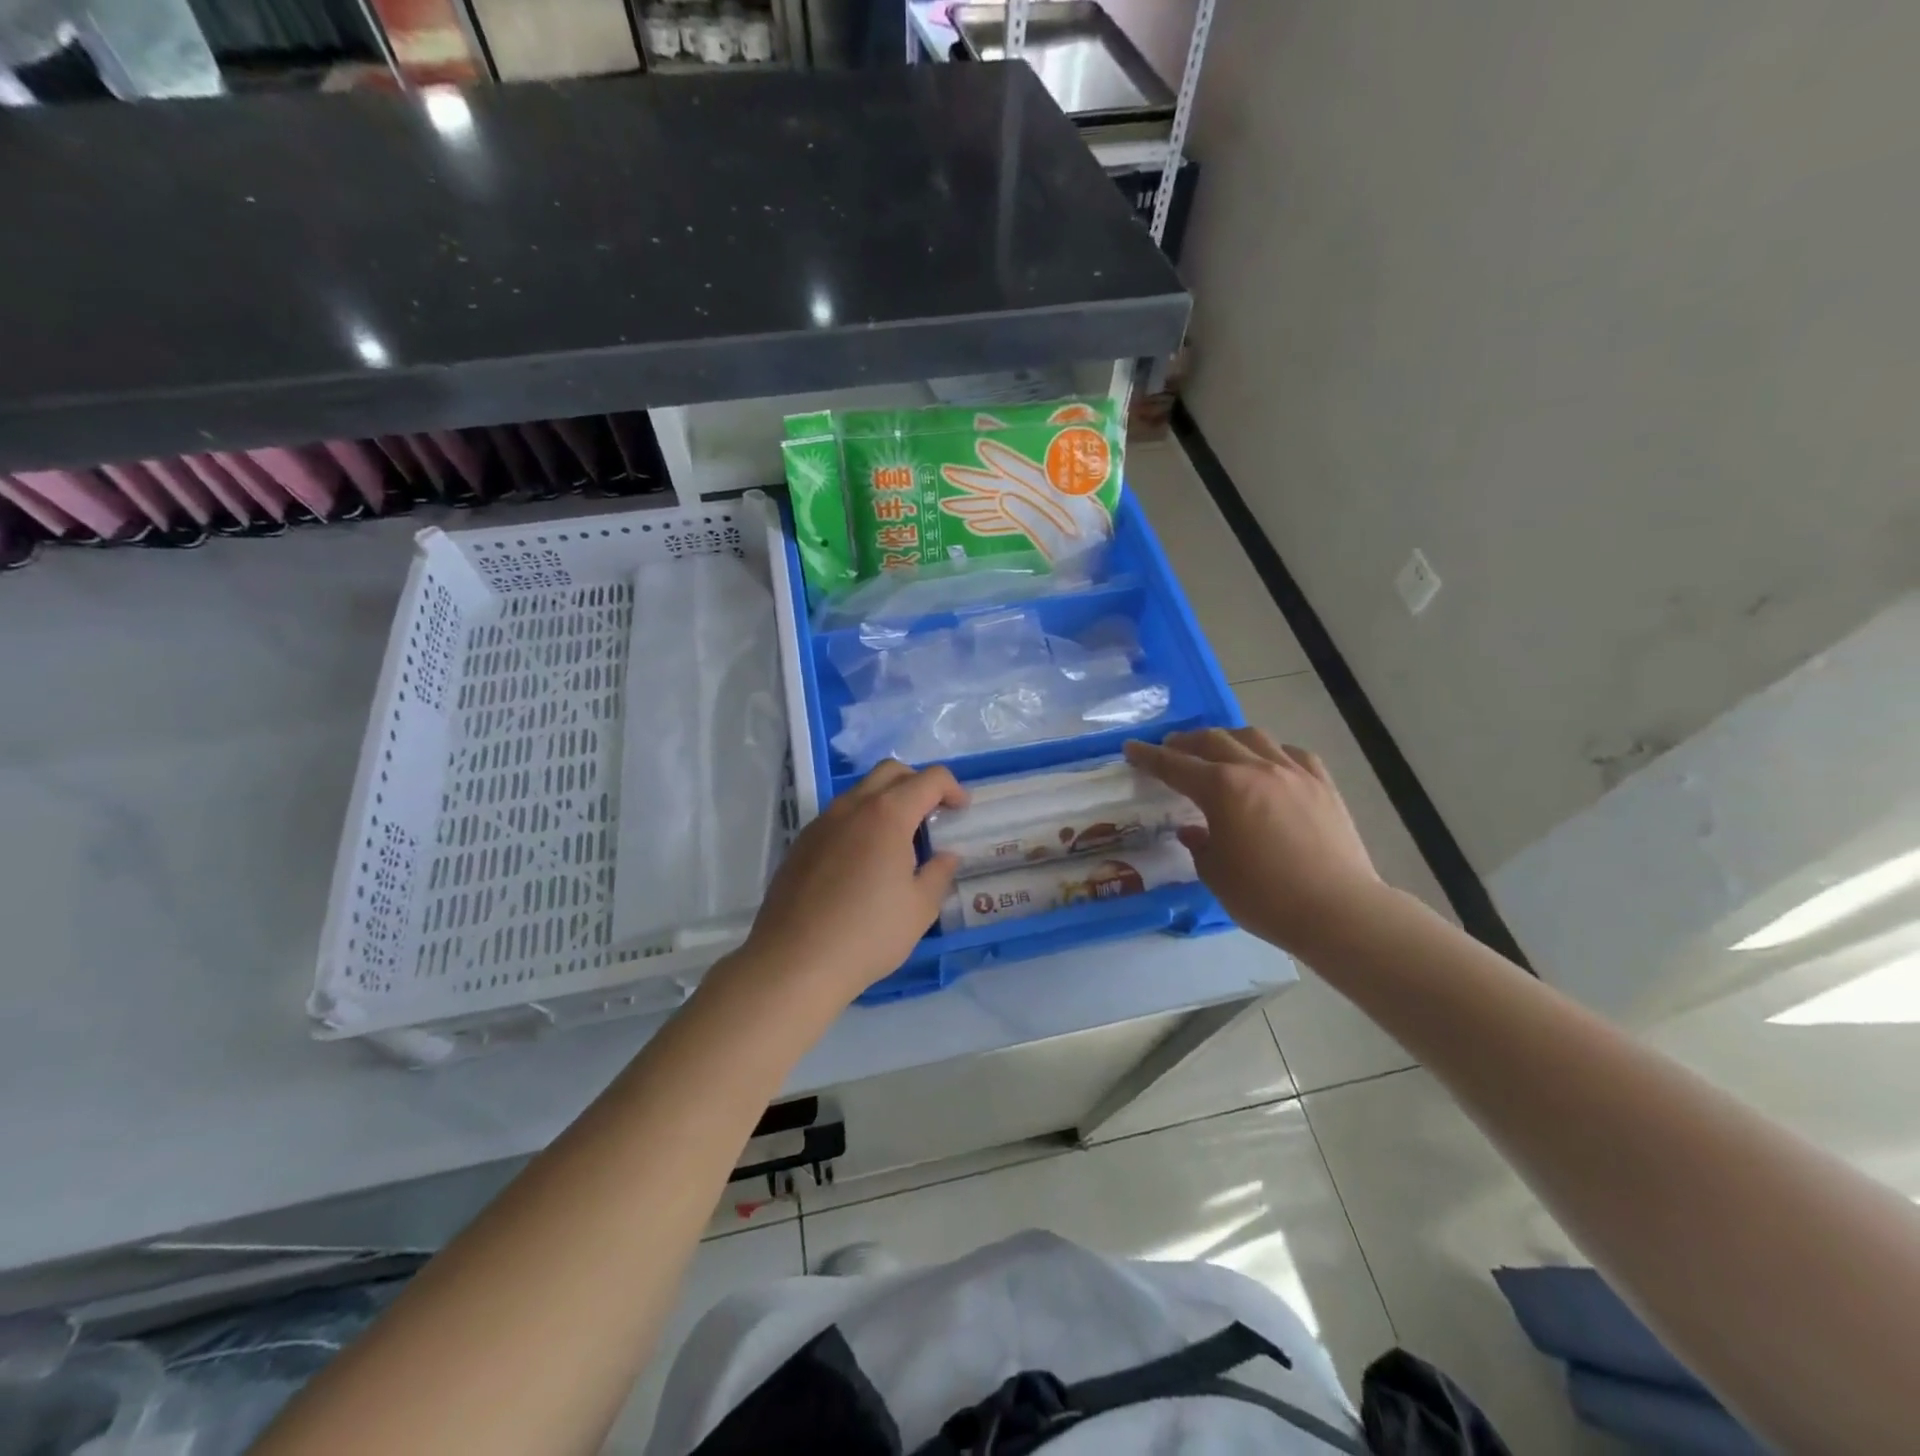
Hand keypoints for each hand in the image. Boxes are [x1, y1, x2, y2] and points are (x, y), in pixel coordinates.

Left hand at [738, 761, 967, 1003]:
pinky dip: (860, 822)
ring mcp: (821, 823)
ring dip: (886, 801)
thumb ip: (939, 873)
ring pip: (860, 792)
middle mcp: (852, 807)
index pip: (928, 779)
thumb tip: (947, 855)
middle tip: (932, 815)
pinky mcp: (801, 844)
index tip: (961, 811)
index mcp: (887, 815)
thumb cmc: (868, 934)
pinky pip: (838, 817)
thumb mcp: (920, 909)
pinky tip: (863, 862)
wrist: (794, 962)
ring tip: (899, 841)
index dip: (952, 788)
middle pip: (890, 772)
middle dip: (918, 783)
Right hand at [1125, 729, 1384, 956]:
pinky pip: (1293, 754)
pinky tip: (1270, 765)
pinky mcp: (1323, 785)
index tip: (1131, 749)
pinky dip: (1272, 753)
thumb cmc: (1264, 896)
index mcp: (1222, 788)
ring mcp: (1294, 773)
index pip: (1175, 765)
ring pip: (1254, 737)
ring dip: (1228, 739)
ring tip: (1218, 750)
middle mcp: (1256, 769)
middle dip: (1186, 742)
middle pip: (1213, 741)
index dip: (1149, 757)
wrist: (1337, 910)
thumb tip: (1195, 830)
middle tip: (1171, 749)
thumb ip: (1200, 844)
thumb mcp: (1215, 874)